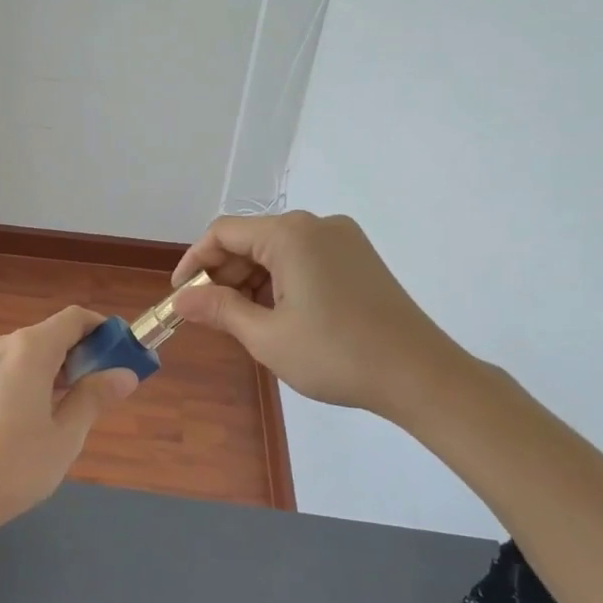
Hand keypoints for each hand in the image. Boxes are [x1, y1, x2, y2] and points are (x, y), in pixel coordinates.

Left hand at [0, 307, 139, 531]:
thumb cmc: (15, 466)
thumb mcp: (66, 435)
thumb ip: (94, 397)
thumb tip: (125, 374)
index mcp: (29, 349)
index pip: (74, 319)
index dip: (103, 330)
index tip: (125, 353)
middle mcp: (2, 344)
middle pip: (52, 333)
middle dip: (84, 353)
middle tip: (107, 388)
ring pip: (31, 351)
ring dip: (59, 367)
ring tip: (79, 406)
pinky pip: (12, 367)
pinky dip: (35, 377)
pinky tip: (44, 412)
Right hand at [171, 211, 469, 420]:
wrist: (421, 376)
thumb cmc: (336, 354)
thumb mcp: (267, 336)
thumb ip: (219, 310)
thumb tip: (182, 299)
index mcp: (290, 235)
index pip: (223, 233)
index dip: (194, 262)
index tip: (180, 296)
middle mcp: (317, 226)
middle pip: (251, 240)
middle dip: (224, 275)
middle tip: (209, 316)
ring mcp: (343, 240)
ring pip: (277, 252)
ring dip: (251, 282)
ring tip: (244, 324)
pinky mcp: (358, 259)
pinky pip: (303, 260)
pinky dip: (280, 283)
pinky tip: (278, 317)